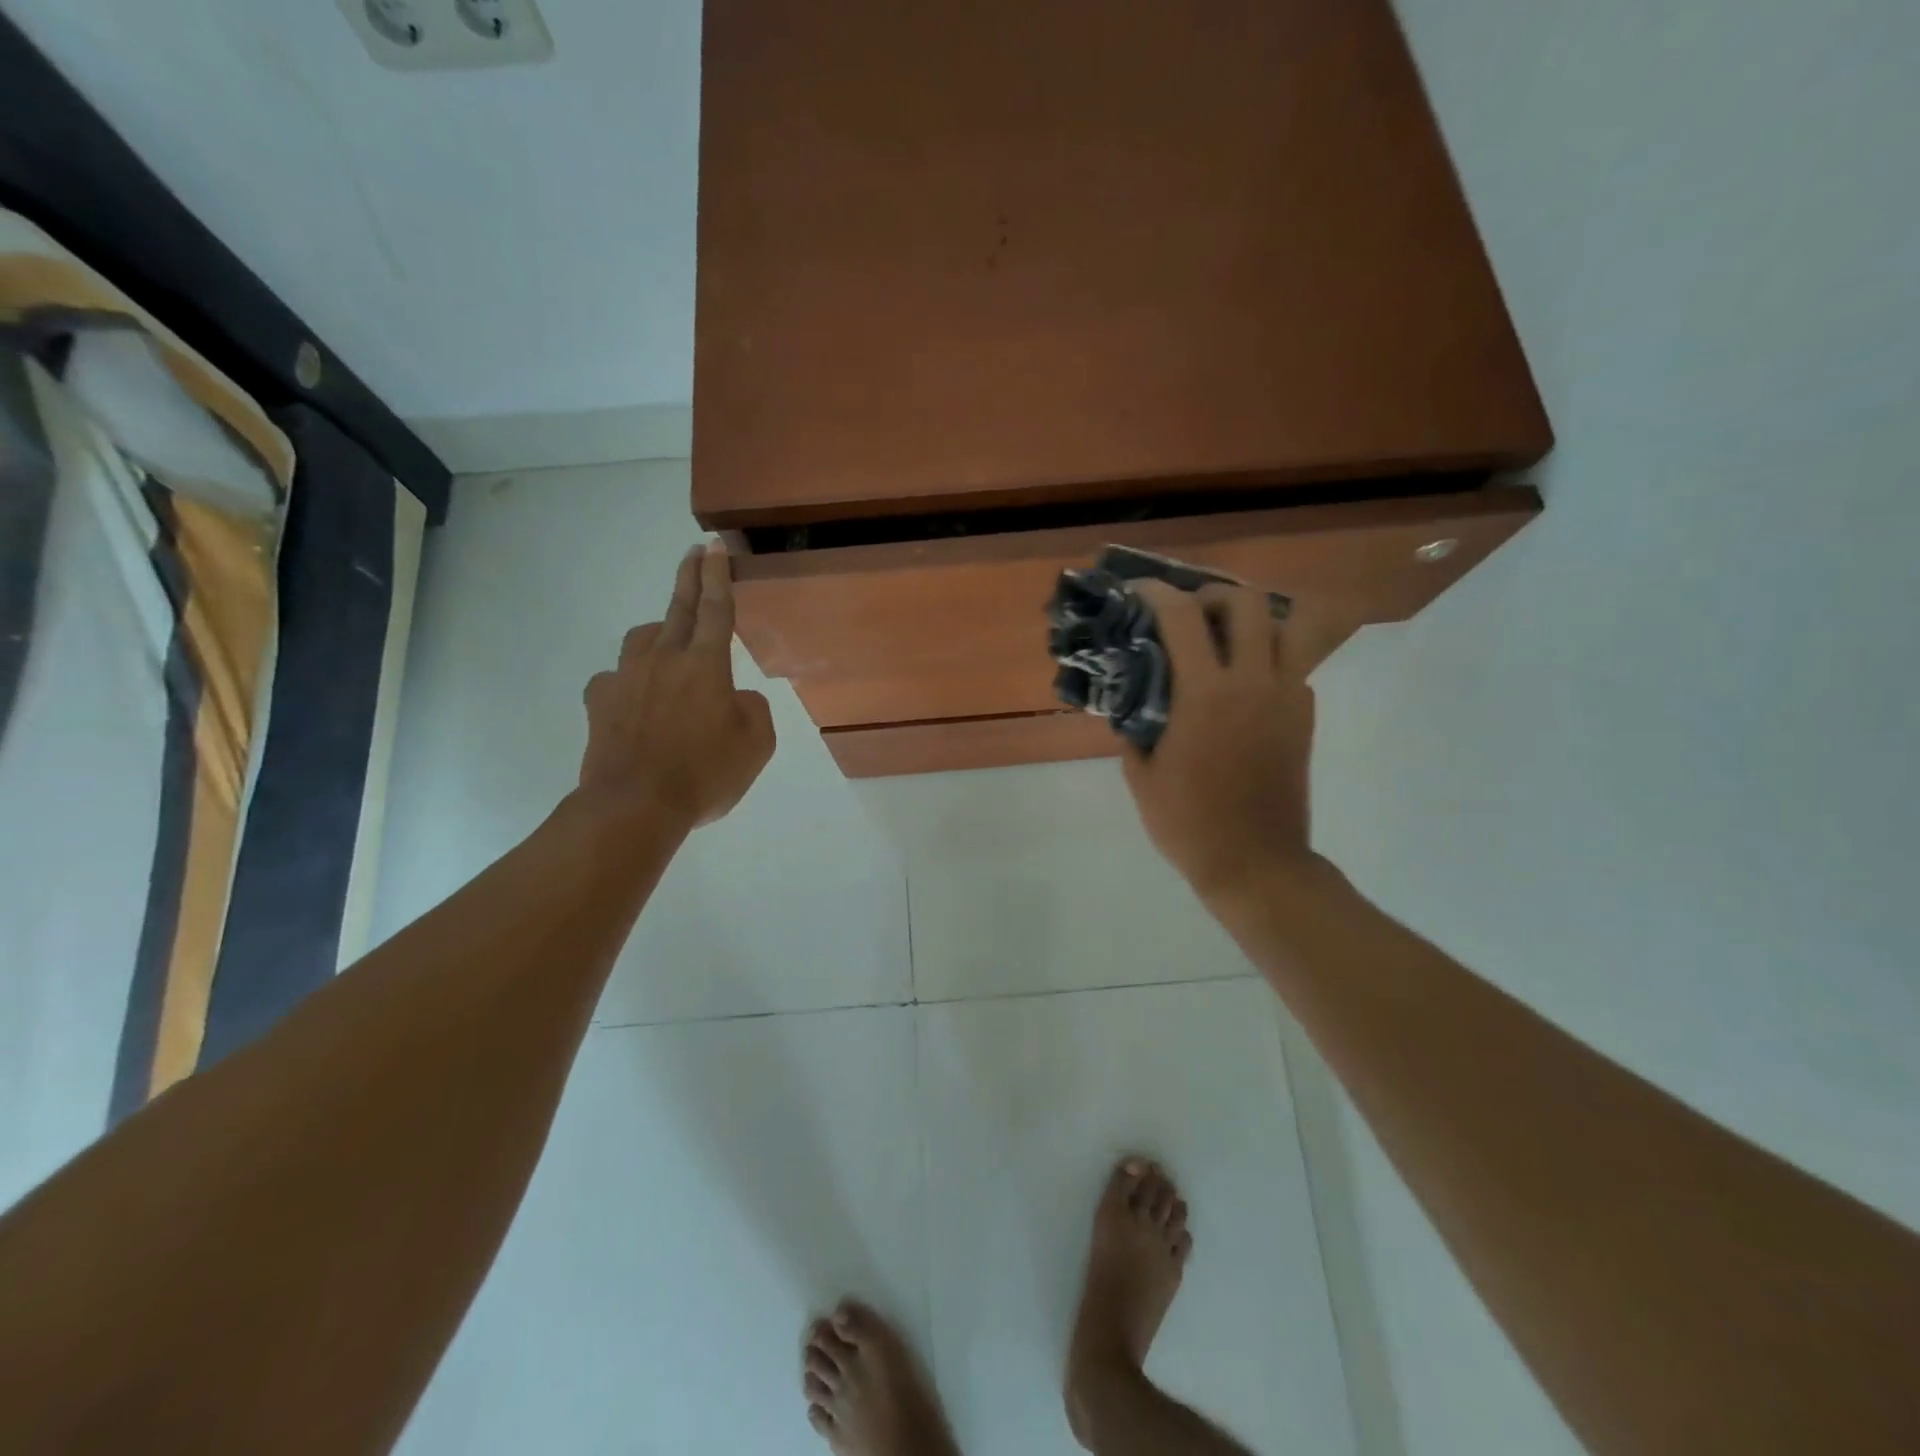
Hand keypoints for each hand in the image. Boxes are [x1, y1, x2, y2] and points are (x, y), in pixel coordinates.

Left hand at [579, 542, 774, 830]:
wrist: (635, 805)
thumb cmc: (705, 773)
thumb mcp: (756, 745)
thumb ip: (753, 709)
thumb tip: (734, 697)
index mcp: (706, 665)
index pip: (716, 609)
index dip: (718, 575)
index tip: (715, 546)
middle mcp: (664, 659)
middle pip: (678, 608)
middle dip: (689, 577)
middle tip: (694, 553)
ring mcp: (626, 677)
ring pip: (642, 638)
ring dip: (658, 631)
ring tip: (667, 642)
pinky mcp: (600, 701)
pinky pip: (615, 677)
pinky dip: (629, 680)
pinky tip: (634, 696)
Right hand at [1121, 581, 1319, 904]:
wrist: (1255, 862)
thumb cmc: (1188, 822)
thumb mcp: (1140, 775)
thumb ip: (1134, 727)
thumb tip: (1132, 700)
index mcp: (1205, 695)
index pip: (1182, 618)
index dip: (1156, 593)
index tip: (1138, 590)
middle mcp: (1253, 682)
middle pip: (1246, 603)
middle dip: (1212, 596)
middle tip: (1189, 616)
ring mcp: (1287, 697)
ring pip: (1290, 625)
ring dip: (1255, 619)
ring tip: (1228, 638)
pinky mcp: (1305, 716)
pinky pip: (1295, 664)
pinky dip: (1269, 657)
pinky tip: (1243, 684)